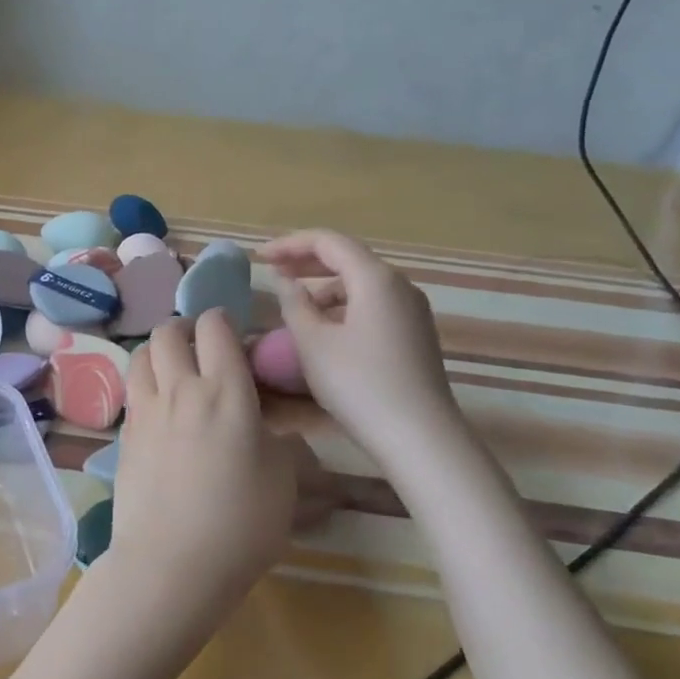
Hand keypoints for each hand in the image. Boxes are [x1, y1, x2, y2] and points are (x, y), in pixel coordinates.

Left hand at [109, 311, 298, 632]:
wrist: (171, 564)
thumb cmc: (240, 523)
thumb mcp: (283, 481)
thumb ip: (282, 444)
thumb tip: (274, 432)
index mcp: (226, 391)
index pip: (215, 327)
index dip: (224, 321)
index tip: (236, 336)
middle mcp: (180, 390)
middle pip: (168, 331)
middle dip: (186, 328)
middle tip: (202, 347)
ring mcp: (145, 412)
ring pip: (141, 355)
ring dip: (159, 352)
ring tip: (175, 370)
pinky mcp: (124, 436)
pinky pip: (132, 392)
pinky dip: (145, 385)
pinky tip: (160, 410)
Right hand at [259, 229, 464, 465]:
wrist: (418, 436)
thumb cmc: (359, 385)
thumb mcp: (313, 343)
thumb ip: (295, 304)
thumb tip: (286, 282)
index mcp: (375, 278)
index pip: (329, 242)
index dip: (291, 244)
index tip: (260, 257)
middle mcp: (399, 285)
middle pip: (348, 257)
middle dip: (307, 260)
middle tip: (272, 270)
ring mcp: (412, 310)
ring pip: (362, 283)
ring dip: (325, 286)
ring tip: (296, 304)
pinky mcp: (415, 334)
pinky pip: (374, 304)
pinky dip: (344, 305)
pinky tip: (326, 328)